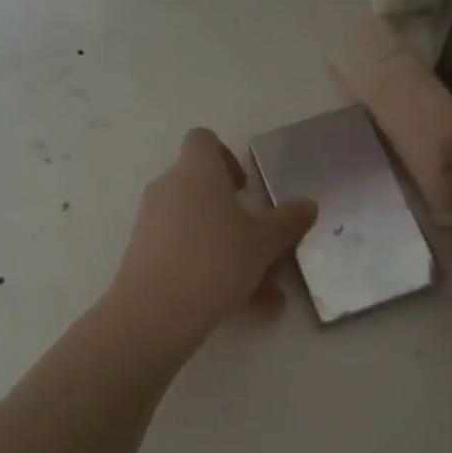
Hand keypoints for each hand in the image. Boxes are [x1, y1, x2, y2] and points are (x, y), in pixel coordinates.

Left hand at [107, 128, 317, 354]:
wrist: (155, 312)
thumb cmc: (216, 261)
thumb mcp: (264, 244)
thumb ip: (287, 222)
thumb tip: (308, 205)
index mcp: (197, 172)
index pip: (202, 140)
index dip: (226, 157)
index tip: (245, 188)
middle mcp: (169, 189)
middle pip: (204, 191)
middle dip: (237, 218)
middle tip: (263, 245)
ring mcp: (152, 222)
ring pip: (200, 229)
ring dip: (232, 253)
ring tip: (267, 296)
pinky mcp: (143, 254)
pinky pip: (185, 253)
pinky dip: (212, 272)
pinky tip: (245, 309)